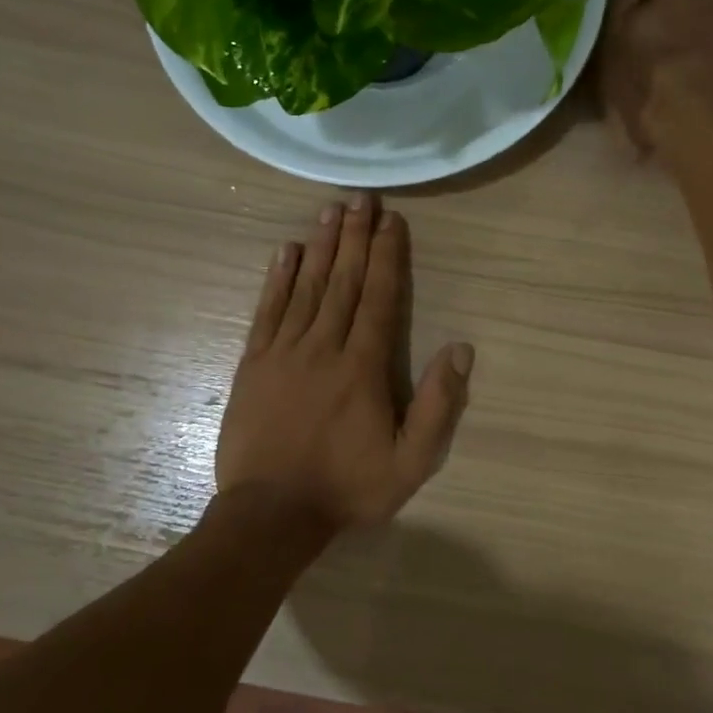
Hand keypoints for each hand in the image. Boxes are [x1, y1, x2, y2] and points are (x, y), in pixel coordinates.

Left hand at [216, 192, 473, 537]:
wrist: (271, 515)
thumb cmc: (348, 488)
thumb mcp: (411, 461)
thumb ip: (438, 405)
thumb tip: (460, 348)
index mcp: (363, 367)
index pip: (378, 298)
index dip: (386, 256)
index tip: (391, 220)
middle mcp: (323, 348)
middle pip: (342, 281)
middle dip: (354, 236)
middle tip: (360, 197)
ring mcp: (283, 353)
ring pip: (306, 288)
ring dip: (320, 246)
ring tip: (330, 211)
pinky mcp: (253, 365)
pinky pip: (267, 312)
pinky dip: (276, 279)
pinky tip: (284, 252)